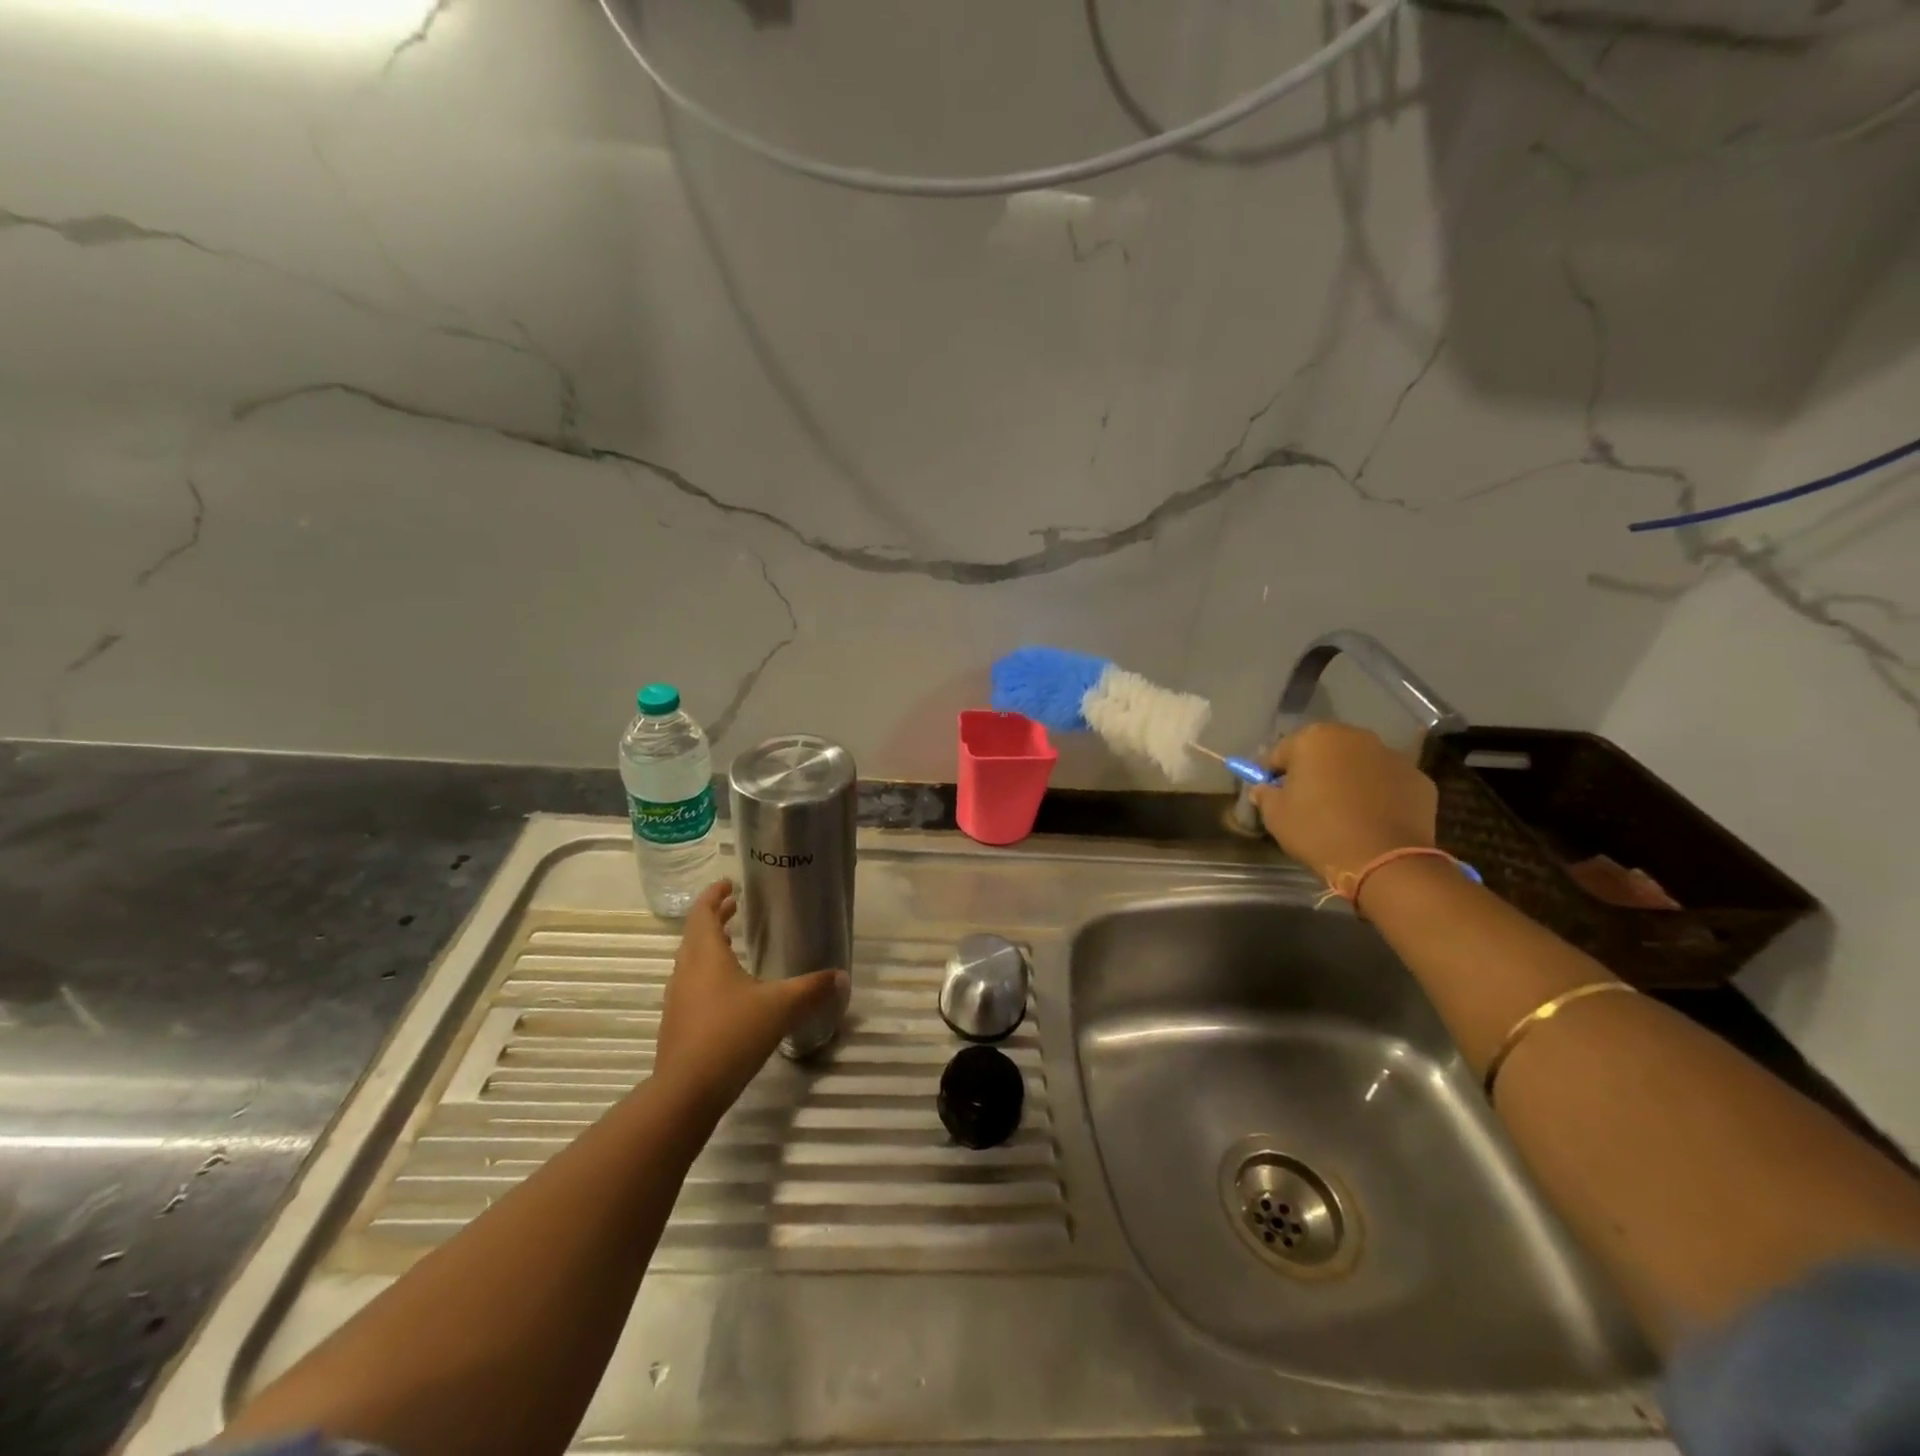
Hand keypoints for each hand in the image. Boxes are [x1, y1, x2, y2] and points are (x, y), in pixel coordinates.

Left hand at [654, 880, 847, 1119]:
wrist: (687, 1091)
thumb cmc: (732, 1034)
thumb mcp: (781, 1007)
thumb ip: (812, 989)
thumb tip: (842, 975)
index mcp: (706, 955)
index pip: (704, 913)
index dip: (714, 895)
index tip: (728, 884)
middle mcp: (686, 971)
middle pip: (695, 935)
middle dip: (715, 918)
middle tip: (734, 907)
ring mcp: (677, 1000)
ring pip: (691, 962)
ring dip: (709, 947)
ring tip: (731, 944)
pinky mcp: (676, 1026)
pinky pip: (691, 987)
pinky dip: (707, 974)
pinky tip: (727, 992)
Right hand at [1251, 723, 1437, 883]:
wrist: (1385, 862)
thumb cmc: (1319, 832)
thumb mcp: (1276, 816)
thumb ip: (1265, 795)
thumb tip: (1264, 788)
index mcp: (1314, 739)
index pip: (1281, 752)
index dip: (1272, 774)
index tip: (1271, 794)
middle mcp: (1354, 737)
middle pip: (1323, 750)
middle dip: (1313, 770)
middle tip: (1307, 801)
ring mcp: (1391, 755)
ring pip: (1358, 763)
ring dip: (1347, 778)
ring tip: (1342, 810)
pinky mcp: (1418, 779)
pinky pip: (1387, 781)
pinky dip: (1378, 793)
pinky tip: (1371, 818)